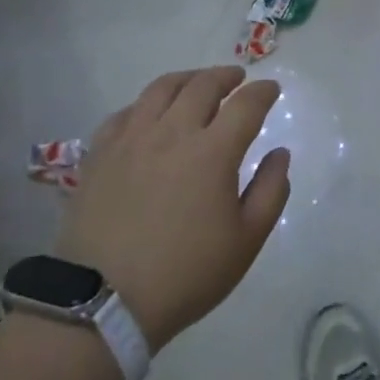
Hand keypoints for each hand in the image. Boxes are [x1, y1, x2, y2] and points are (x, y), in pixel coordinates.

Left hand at [55, 67, 290, 351]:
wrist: (103, 302)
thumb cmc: (185, 274)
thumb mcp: (246, 241)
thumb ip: (270, 191)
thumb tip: (280, 153)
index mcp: (213, 152)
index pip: (245, 104)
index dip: (263, 92)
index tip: (271, 89)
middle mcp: (172, 133)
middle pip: (202, 85)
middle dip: (226, 76)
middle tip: (237, 79)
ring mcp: (131, 139)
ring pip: (161, 89)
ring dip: (187, 79)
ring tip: (197, 83)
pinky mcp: (100, 153)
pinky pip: (126, 112)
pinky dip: (146, 104)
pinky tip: (150, 113)